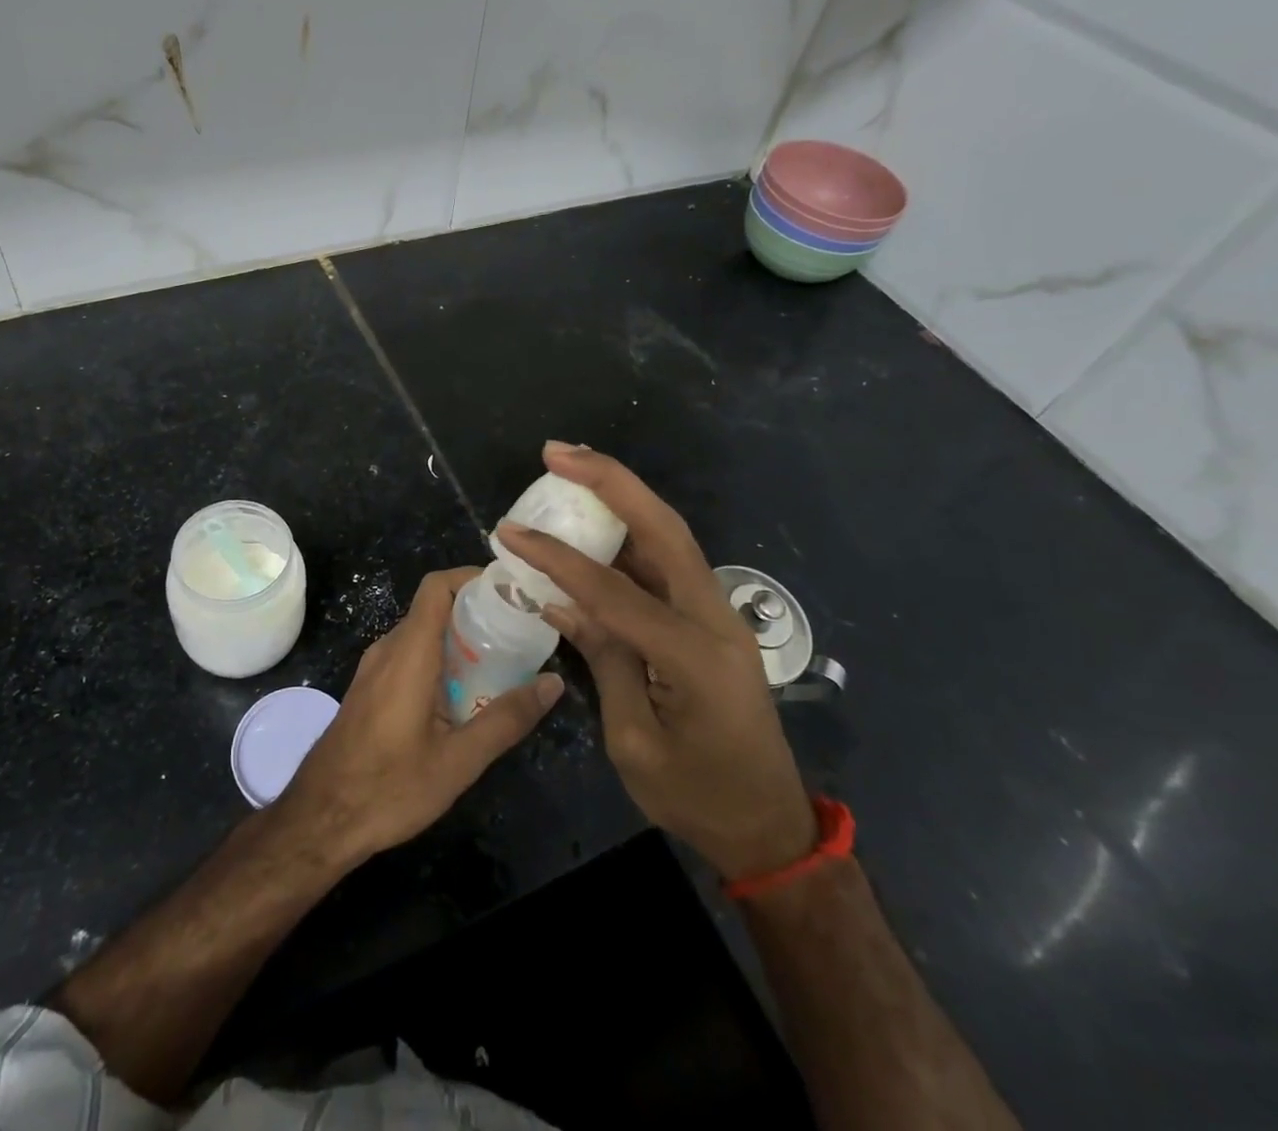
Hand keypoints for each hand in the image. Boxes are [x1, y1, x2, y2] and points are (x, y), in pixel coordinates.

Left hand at [275, 567, 563, 867]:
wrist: (319, 820)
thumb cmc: (389, 787)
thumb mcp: (459, 761)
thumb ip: (507, 719)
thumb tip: (553, 683)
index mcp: (409, 652)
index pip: (437, 586)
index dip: (472, 578)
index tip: (510, 592)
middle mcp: (389, 649)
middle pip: (434, 609)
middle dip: (477, 614)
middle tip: (519, 633)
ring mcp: (374, 669)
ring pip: (422, 635)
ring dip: (459, 641)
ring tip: (502, 664)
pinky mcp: (370, 690)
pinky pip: (409, 657)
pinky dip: (440, 661)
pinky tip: (464, 696)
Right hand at [496, 442, 814, 881]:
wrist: (767, 826)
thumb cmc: (696, 797)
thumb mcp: (634, 740)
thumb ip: (604, 659)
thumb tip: (561, 601)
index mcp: (694, 655)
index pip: (613, 590)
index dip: (557, 557)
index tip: (510, 532)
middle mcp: (715, 618)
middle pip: (663, 528)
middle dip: (609, 481)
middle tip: (557, 452)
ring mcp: (718, 614)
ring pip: (669, 536)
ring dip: (622, 497)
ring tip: (572, 468)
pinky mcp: (710, 619)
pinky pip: (667, 564)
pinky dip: (630, 535)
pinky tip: (596, 523)